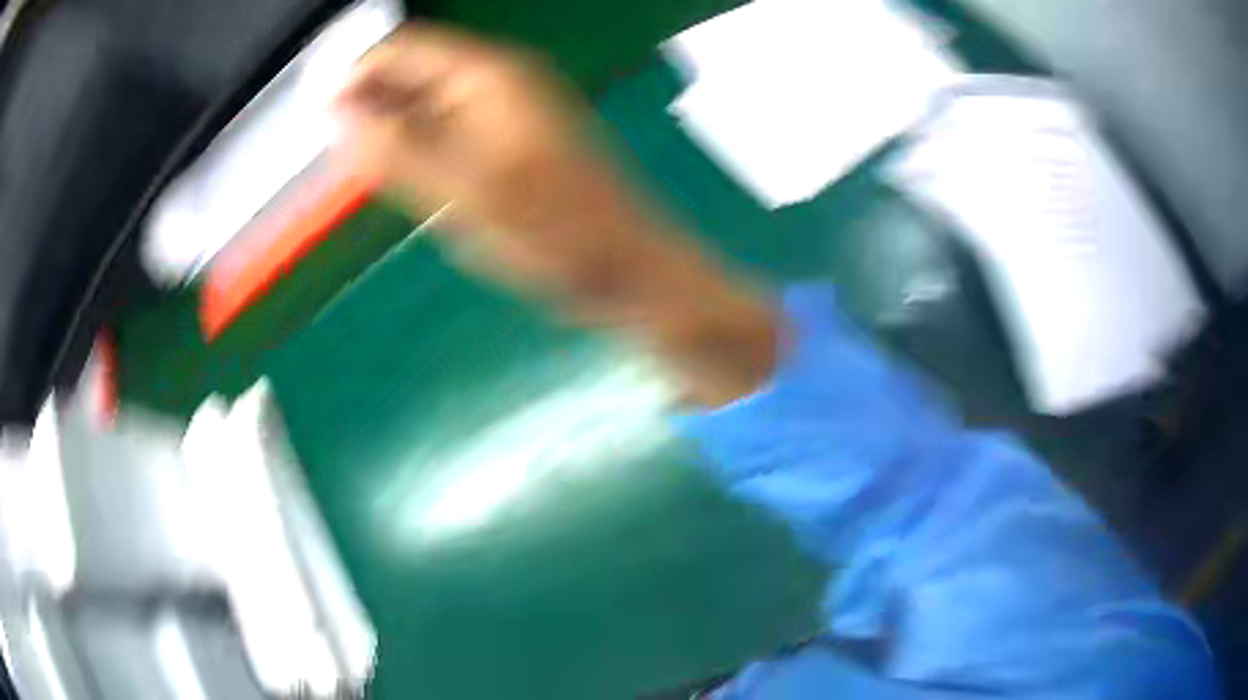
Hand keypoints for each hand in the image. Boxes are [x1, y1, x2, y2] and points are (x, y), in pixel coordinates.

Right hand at [334, 24, 779, 405]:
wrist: (627, 269)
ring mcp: (503, 111)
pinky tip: (409, 182)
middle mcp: (496, 82)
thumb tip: (337, 112)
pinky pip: (445, 132)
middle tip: (342, 163)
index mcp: (489, 76)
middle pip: (411, 75)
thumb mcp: (465, 193)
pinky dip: (417, 151)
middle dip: (369, 109)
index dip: (354, 78)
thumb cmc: (557, 233)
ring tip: (369, 178)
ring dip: (390, 133)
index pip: (402, 50)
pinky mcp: (506, 143)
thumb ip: (396, 149)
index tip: (318, 122)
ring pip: (424, 106)